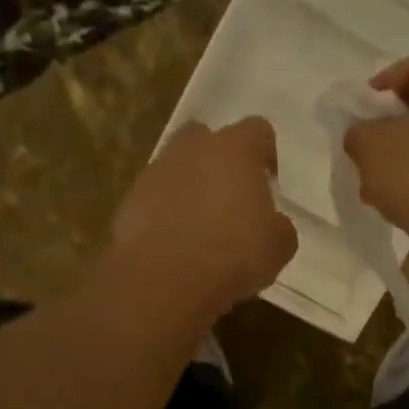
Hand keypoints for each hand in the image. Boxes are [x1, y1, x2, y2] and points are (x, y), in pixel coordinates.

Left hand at [110, 116, 297, 320]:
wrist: (165, 278)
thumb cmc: (234, 253)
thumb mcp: (279, 245)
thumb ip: (279, 225)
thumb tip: (271, 225)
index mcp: (235, 149)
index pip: (258, 131)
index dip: (266, 155)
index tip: (268, 185)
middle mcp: (192, 149)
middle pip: (207, 139)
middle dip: (219, 163)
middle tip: (231, 199)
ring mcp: (155, 172)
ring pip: (177, 169)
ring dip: (190, 188)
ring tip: (201, 228)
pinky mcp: (130, 201)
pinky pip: (154, 198)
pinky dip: (165, 214)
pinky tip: (176, 245)